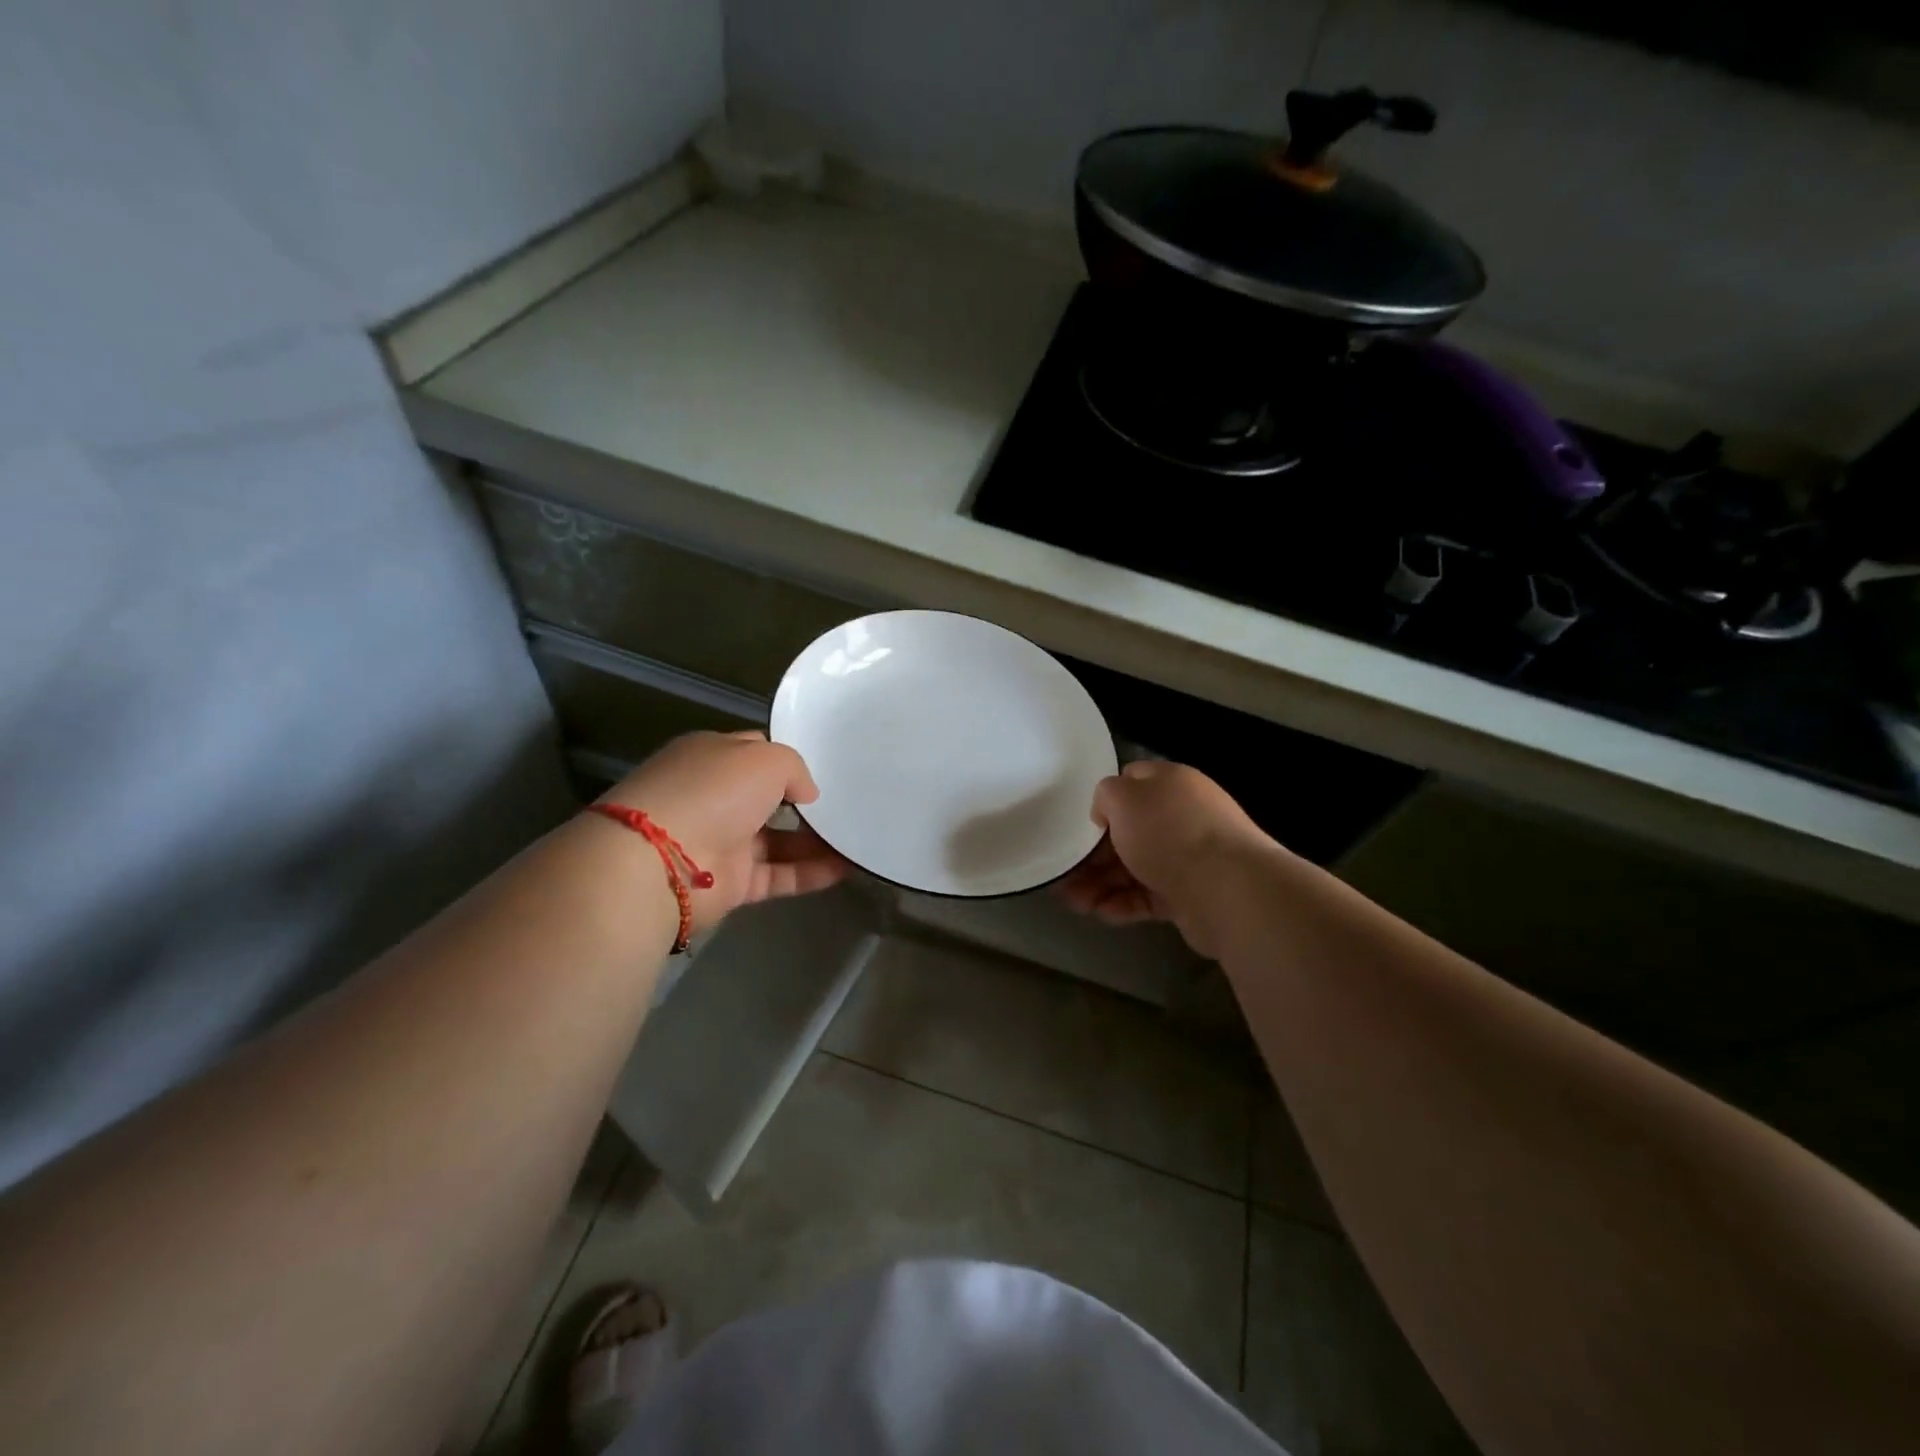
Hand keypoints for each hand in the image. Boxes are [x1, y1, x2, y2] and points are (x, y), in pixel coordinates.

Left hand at [600, 731, 847, 933]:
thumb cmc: (713, 791)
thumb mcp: (765, 757)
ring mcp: (721, 842)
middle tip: (849, 803)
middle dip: (806, 803)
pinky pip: (779, 875)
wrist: (660, 860)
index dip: (789, 759)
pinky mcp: (730, 884)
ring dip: (816, 841)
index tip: (827, 767)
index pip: (756, 752)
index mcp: (712, 757)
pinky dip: (811, 873)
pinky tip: (847, 868)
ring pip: (778, 840)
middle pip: (769, 798)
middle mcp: (714, 797)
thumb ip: (795, 769)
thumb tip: (807, 795)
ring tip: (859, 837)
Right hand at [1058, 759, 1275, 956]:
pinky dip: (1122, 904)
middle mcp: (1181, 817)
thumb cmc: (1168, 832)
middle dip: (1093, 854)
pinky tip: (1100, 913)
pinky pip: (1147, 896)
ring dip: (1100, 884)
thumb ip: (1105, 795)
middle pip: (1128, 832)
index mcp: (1170, 784)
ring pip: (1133, 868)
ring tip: (1073, 902)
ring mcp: (1187, 858)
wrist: (1227, 889)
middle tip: (1065, 874)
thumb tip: (1107, 813)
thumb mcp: (1123, 797)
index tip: (1079, 825)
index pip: (1131, 784)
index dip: (1102, 802)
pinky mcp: (1188, 895)